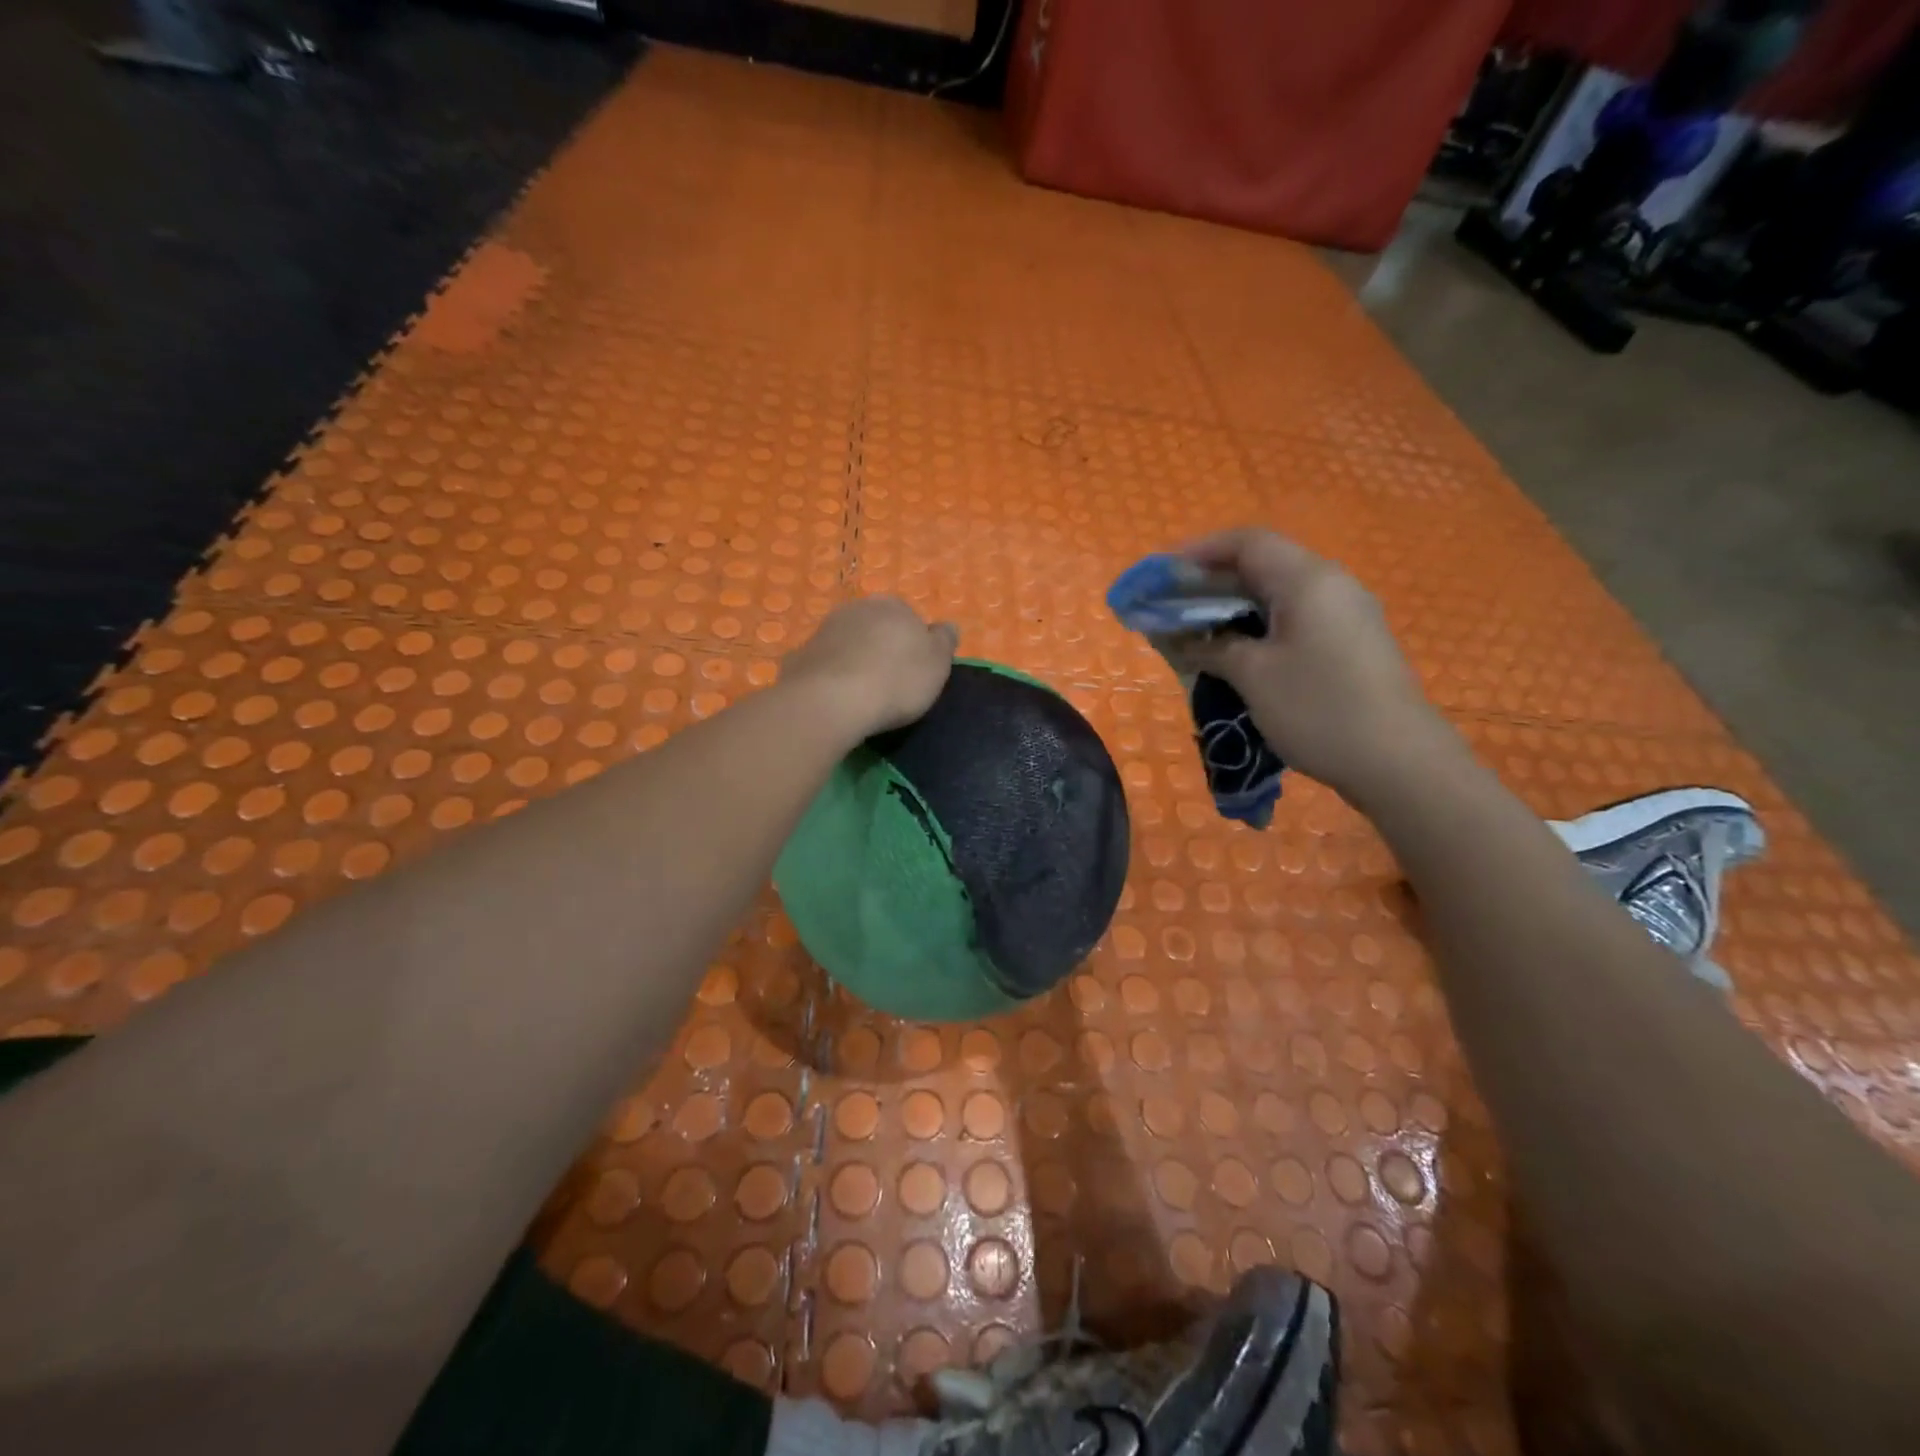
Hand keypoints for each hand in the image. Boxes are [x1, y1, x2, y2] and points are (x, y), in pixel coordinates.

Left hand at [781, 596, 958, 739]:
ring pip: (847, 643)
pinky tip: (837, 699)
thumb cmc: (896, 680)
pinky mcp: (800, 656)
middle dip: (882, 648)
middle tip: (891, 682)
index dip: (914, 644)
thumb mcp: (937, 663)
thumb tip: (947, 626)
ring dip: (855, 660)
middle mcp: (856, 608)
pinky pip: (824, 665)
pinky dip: (831, 677)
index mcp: (893, 605)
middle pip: (875, 627)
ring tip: (863, 694)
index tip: (916, 671)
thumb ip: (944, 641)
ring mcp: (823, 630)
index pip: (909, 617)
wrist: (832, 700)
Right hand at [1177, 527, 1454, 802]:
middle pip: (1262, 565)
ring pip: (1278, 595)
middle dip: (1211, 582)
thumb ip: (1212, 647)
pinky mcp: (1351, 643)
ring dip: (1233, 607)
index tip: (1163, 574)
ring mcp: (1346, 614)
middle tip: (1171, 607)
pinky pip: (1295, 619)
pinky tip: (1236, 654)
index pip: (1247, 542)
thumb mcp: (1253, 676)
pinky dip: (1258, 627)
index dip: (1199, 551)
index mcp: (1308, 580)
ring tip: (1196, 632)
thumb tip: (1183, 639)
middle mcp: (1331, 585)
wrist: (1398, 762)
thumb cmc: (1318, 708)